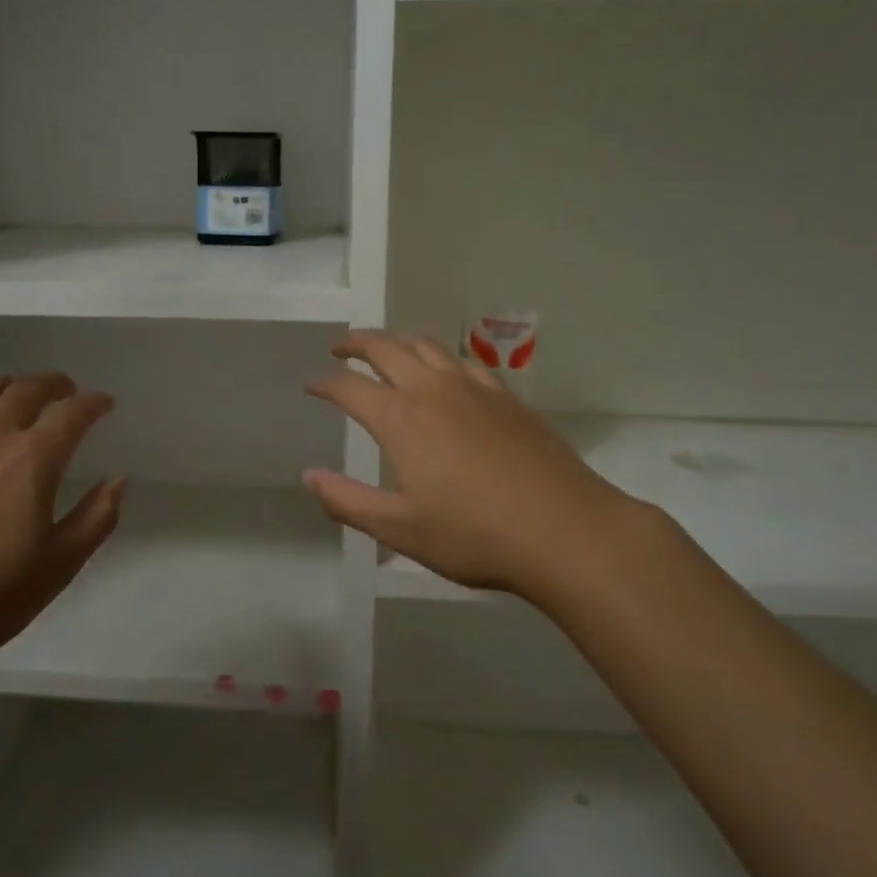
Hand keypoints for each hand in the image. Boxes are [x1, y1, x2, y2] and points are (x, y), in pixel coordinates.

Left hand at [0, 374, 123, 679]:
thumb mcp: (57, 566)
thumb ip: (95, 519)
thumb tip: (117, 480)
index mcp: (32, 459)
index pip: (71, 412)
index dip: (93, 403)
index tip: (105, 403)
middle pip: (24, 389)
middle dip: (51, 384)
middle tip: (65, 390)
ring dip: (2, 386)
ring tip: (11, 395)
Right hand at [303, 330, 652, 596]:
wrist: (566, 530)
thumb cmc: (474, 535)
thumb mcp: (399, 528)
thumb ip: (347, 501)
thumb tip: (310, 476)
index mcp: (401, 418)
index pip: (349, 387)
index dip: (325, 383)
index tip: (311, 385)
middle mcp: (433, 390)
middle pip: (387, 348)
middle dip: (357, 343)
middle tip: (340, 347)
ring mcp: (475, 389)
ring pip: (427, 346)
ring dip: (398, 341)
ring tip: (386, 348)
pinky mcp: (508, 398)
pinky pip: (465, 362)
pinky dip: (441, 357)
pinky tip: (446, 372)